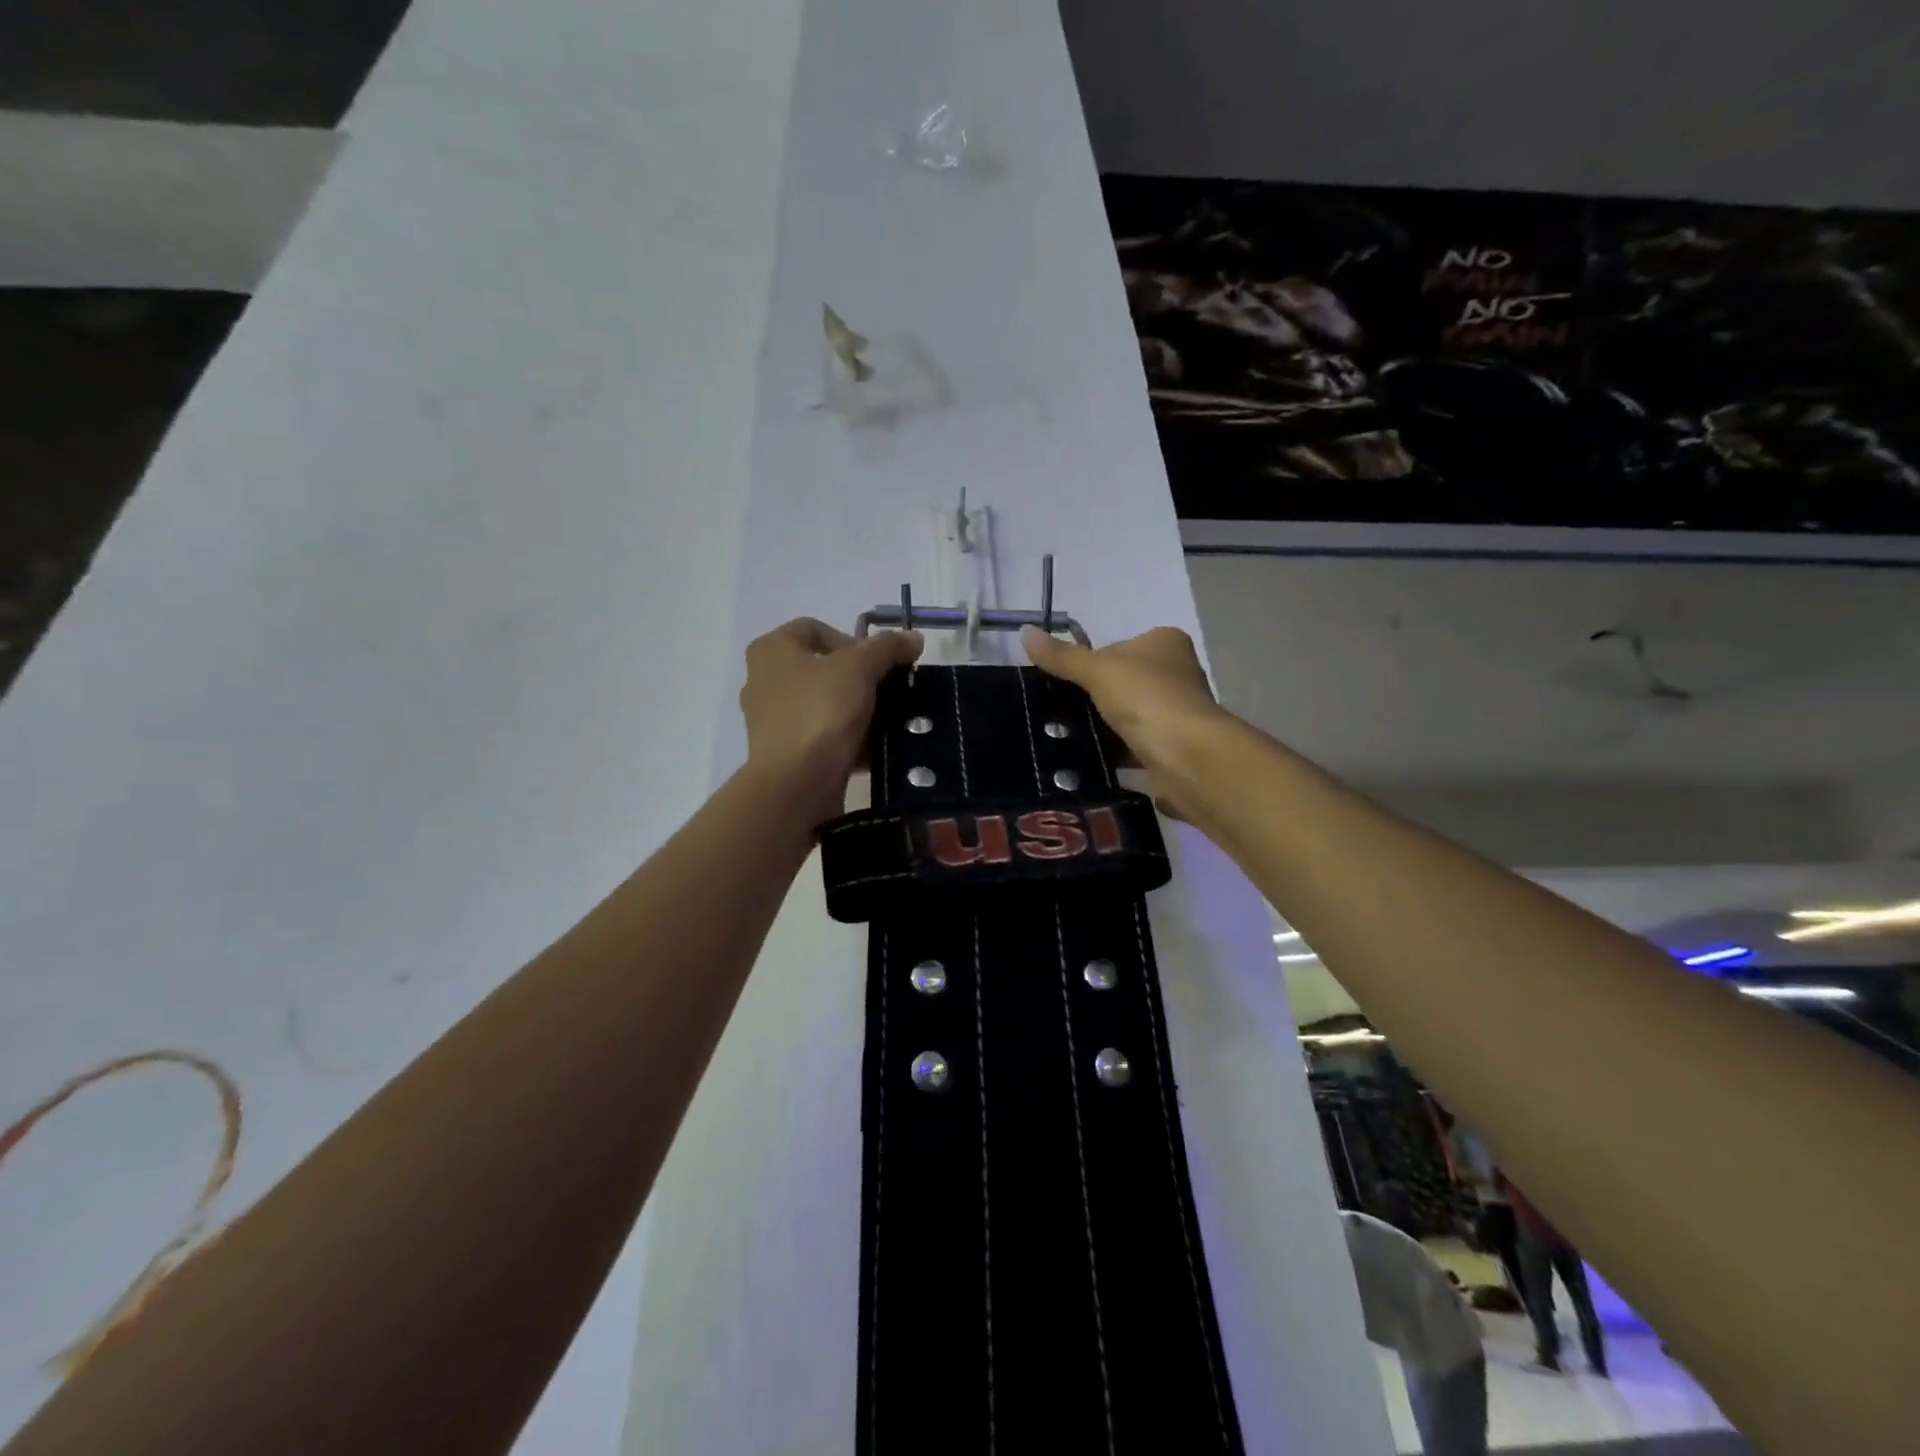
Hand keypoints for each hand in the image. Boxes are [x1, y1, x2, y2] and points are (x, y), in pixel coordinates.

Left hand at [740, 618, 923, 823]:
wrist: (796, 785)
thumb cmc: (820, 712)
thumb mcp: (860, 668)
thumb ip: (888, 647)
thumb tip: (914, 638)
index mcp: (772, 650)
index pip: (815, 629)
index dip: (852, 640)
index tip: (878, 664)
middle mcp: (764, 680)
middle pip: (823, 669)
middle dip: (860, 679)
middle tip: (888, 692)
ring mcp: (772, 720)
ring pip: (825, 705)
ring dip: (857, 711)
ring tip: (887, 721)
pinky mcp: (784, 754)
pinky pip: (822, 736)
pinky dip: (848, 739)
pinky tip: (875, 749)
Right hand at [1020, 625, 1226, 814]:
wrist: (1187, 755)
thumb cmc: (1146, 698)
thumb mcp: (1096, 670)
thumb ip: (1062, 656)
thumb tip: (1025, 632)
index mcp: (1165, 642)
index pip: (1118, 647)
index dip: (1091, 663)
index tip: (1068, 683)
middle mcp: (1178, 673)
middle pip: (1124, 682)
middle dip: (1097, 698)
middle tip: (1062, 713)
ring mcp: (1179, 711)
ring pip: (1130, 715)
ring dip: (1106, 727)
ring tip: (1070, 738)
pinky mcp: (1176, 746)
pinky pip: (1137, 745)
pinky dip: (1117, 752)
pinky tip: (1092, 760)